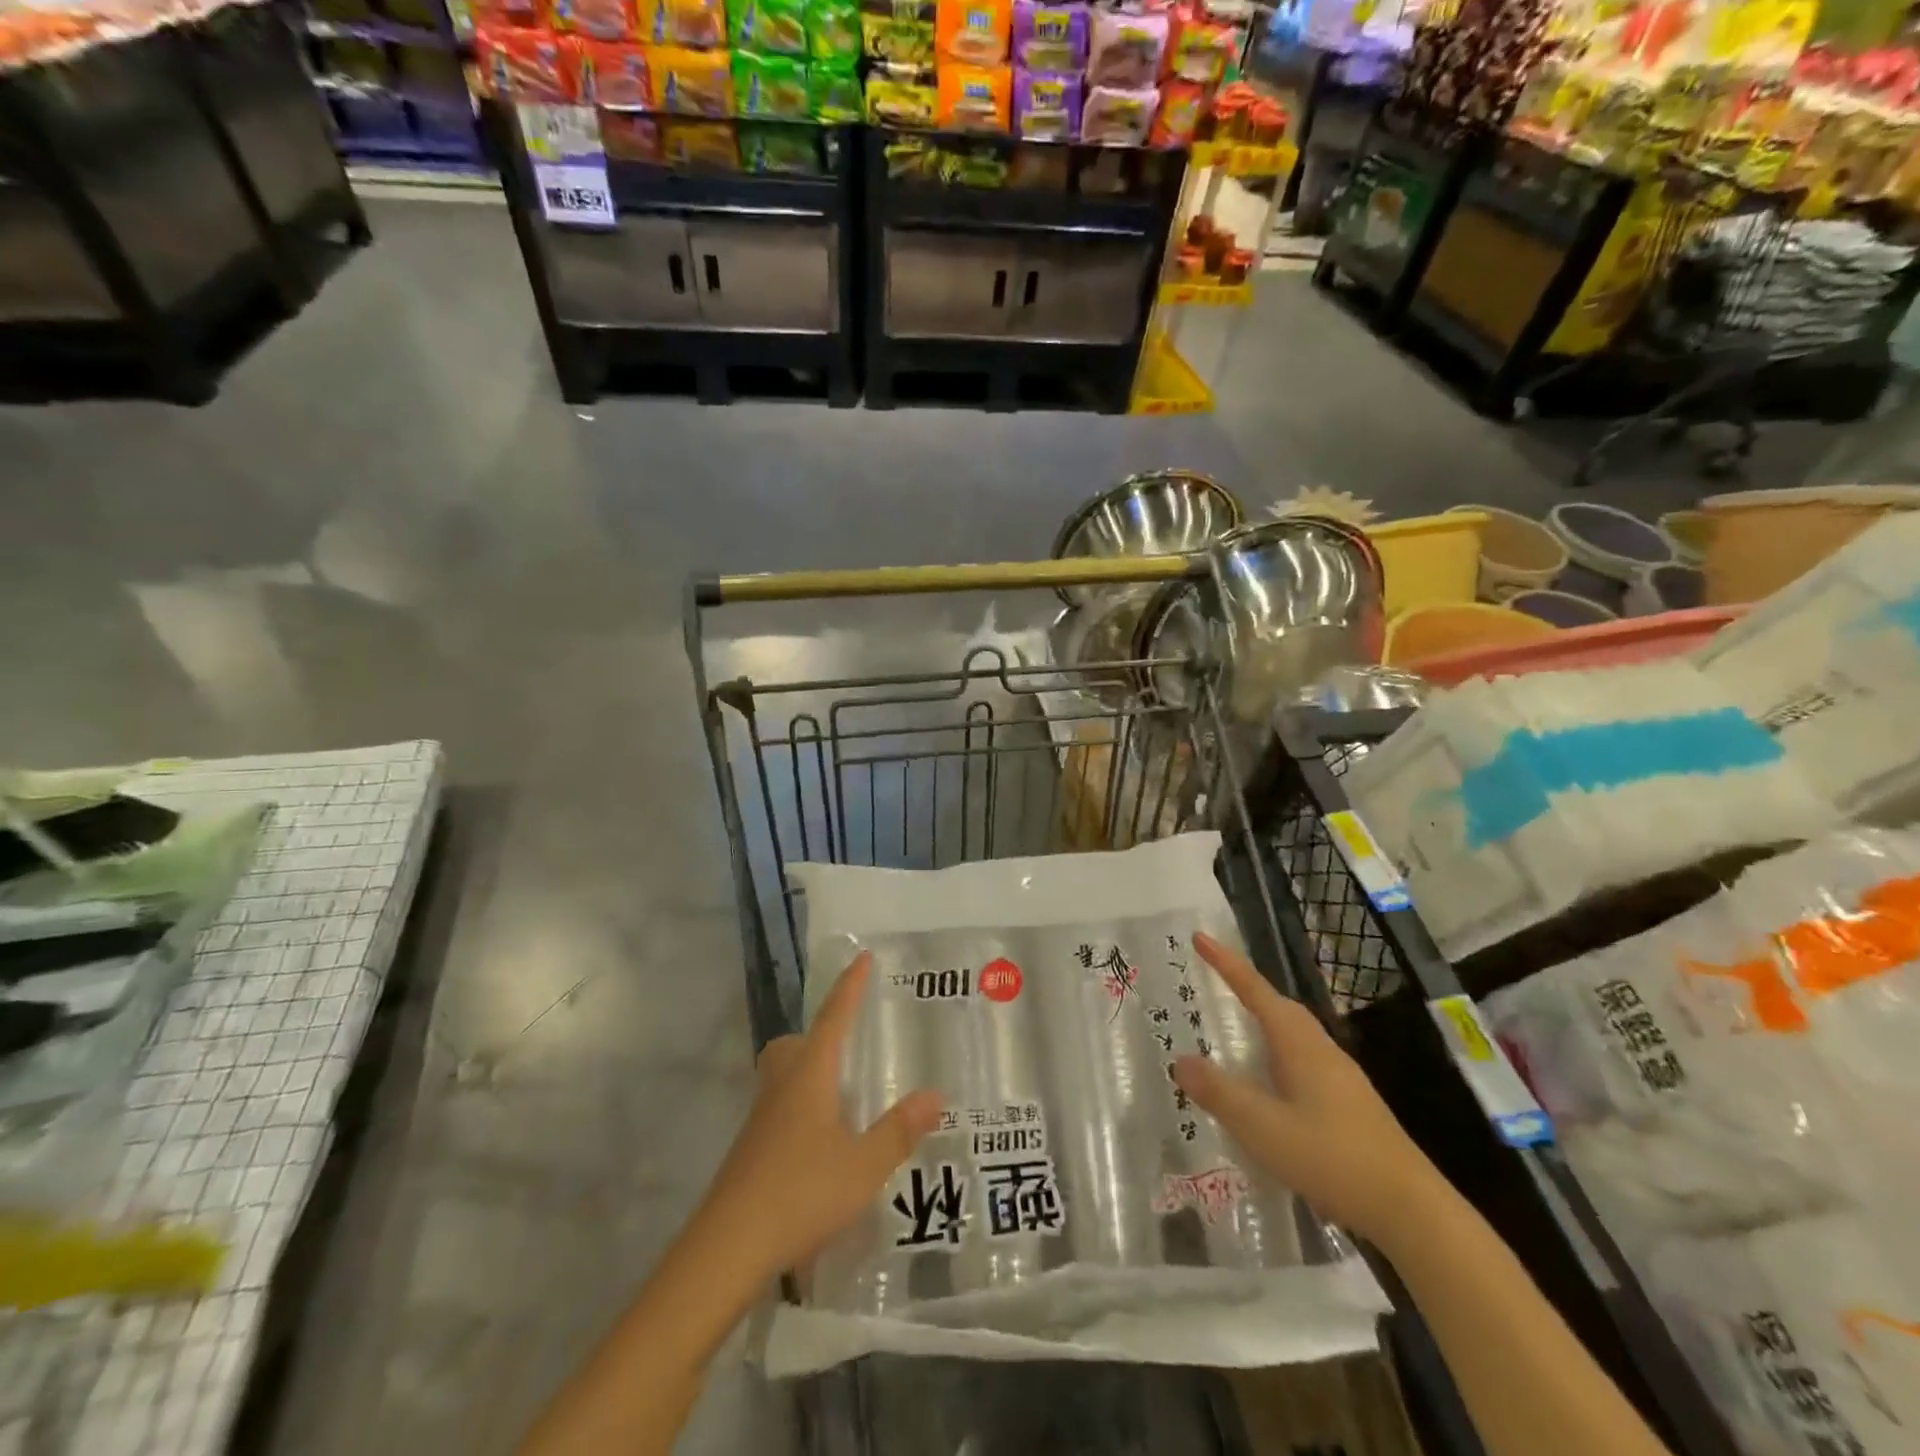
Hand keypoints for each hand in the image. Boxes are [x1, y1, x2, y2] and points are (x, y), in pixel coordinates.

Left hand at [696, 952, 942, 1281]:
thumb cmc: (800, 1193)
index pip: (833, 1017)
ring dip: (809, 1073)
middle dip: (818, 1035)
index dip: (849, 986)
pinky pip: (778, 1109)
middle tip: (848, 1048)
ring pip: (782, 1076)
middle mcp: (781, 1087)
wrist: (727, 1249)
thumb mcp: (863, 1166)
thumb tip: (936, 1094)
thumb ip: (899, 1130)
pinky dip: (801, 1109)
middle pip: (793, 1043)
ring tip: (843, 1097)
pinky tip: (822, 1144)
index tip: (861, 957)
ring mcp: (760, 1120)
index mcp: (809, 1076)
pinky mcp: (750, 1151)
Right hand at [1173, 932, 1449, 1251]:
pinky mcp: (1350, 1105)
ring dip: (1263, 1022)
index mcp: (1299, 1044)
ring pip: (1294, 1034)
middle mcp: (1321, 1050)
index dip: (1227, 964)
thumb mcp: (1263, 1127)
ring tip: (1236, 1029)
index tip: (1200, 938)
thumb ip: (1219, 1092)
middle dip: (1247, 989)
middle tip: (1216, 981)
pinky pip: (1303, 1060)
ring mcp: (1341, 1078)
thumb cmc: (1332, 1158)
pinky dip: (1277, 1055)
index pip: (1256, 991)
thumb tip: (1180, 1060)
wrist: (1411, 1210)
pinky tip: (1269, 1085)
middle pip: (1280, 1007)